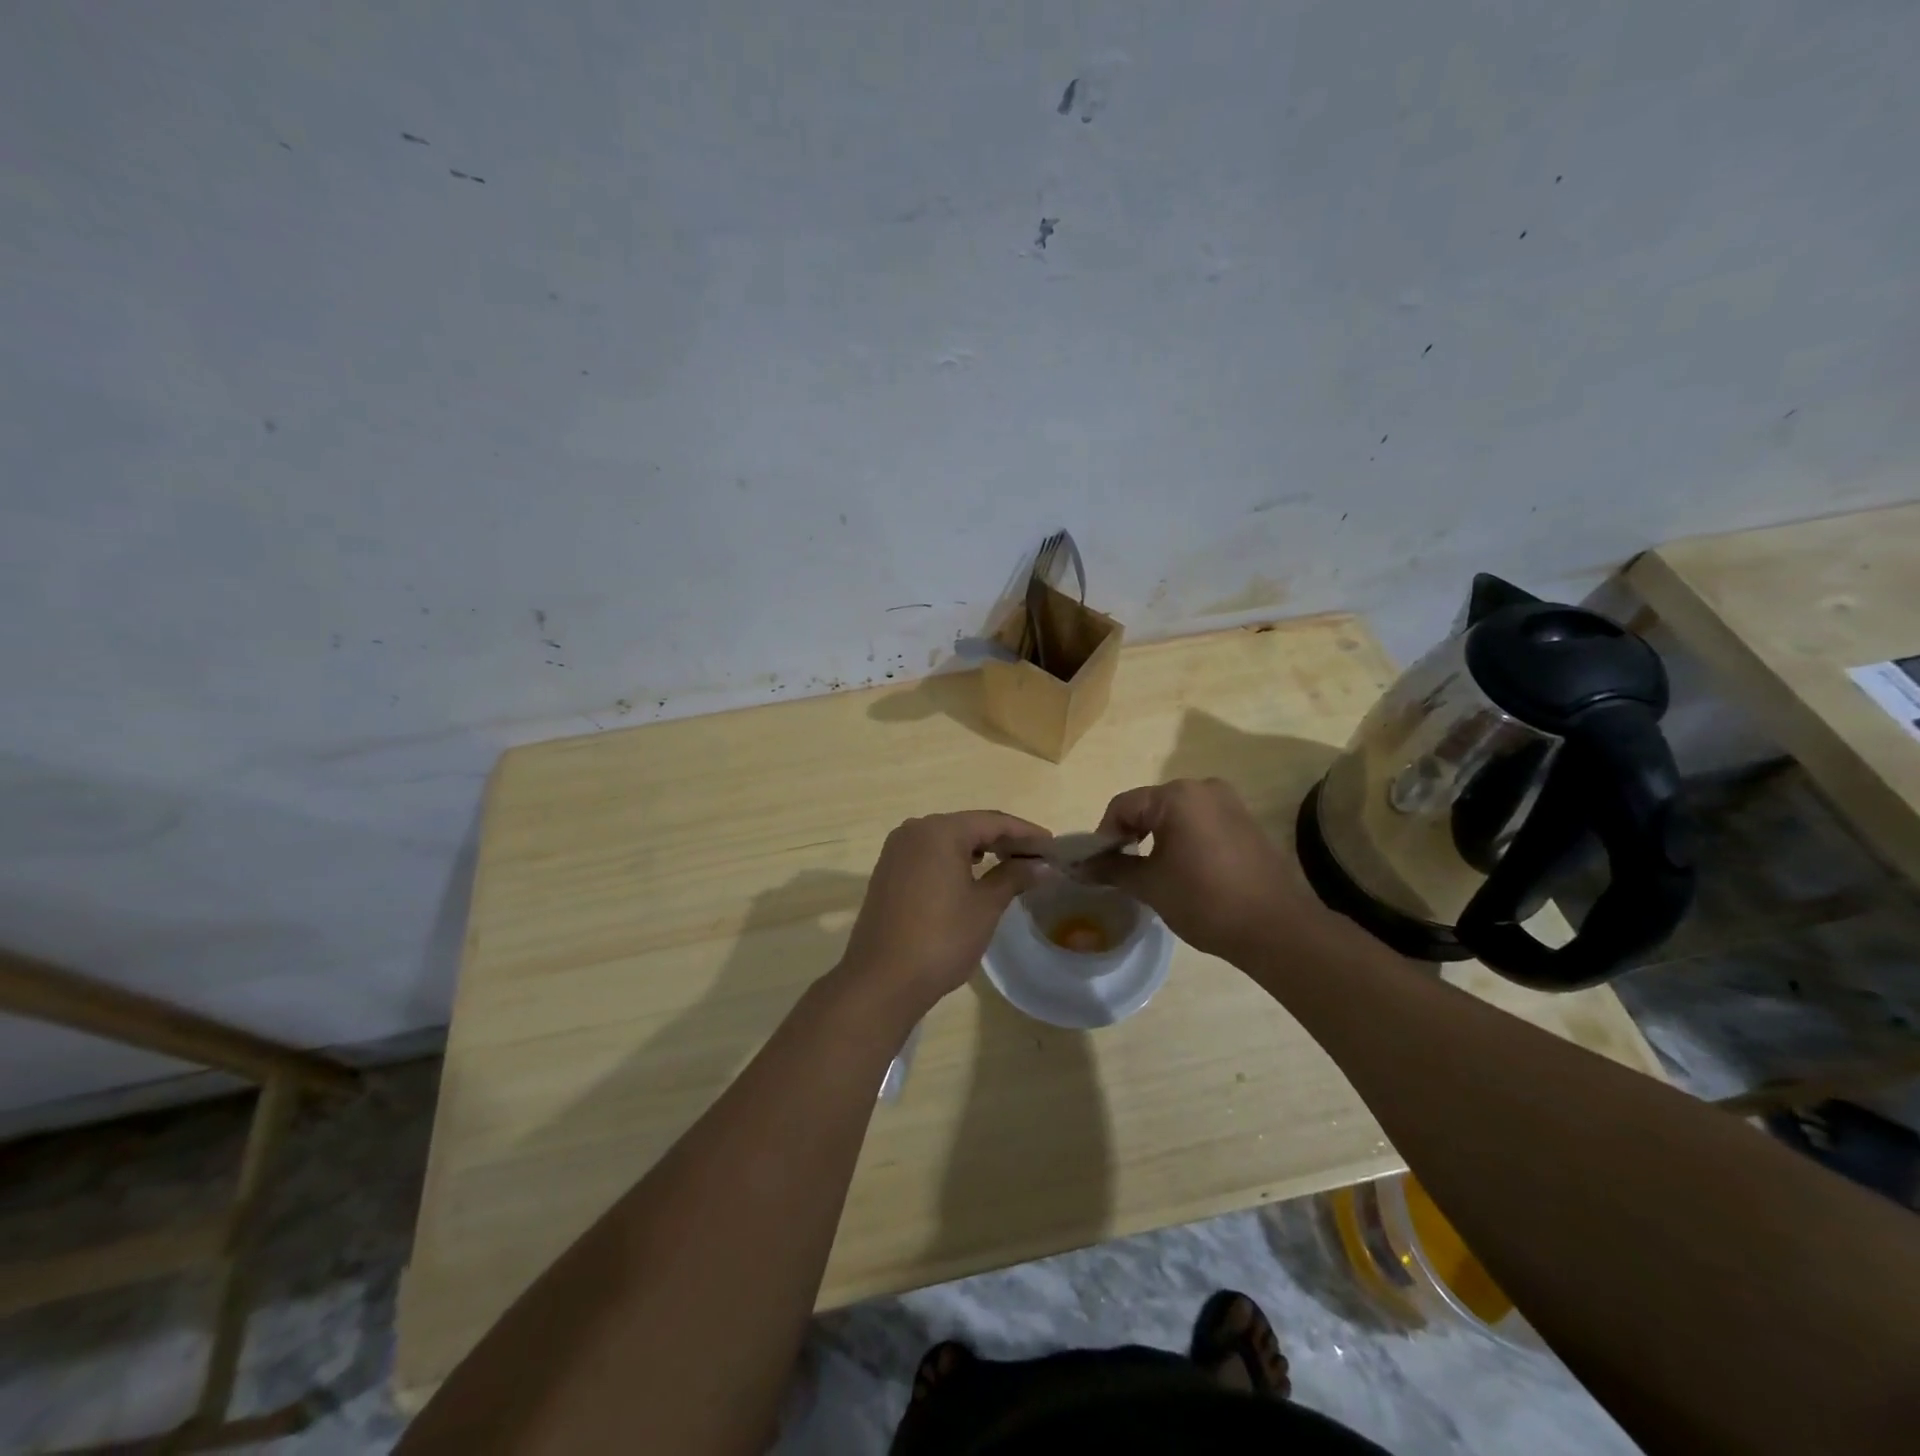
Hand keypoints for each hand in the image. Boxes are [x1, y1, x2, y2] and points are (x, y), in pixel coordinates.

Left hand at [840, 811, 1046, 1013]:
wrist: (881, 979)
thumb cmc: (941, 939)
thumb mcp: (985, 907)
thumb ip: (1014, 877)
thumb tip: (1042, 865)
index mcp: (939, 831)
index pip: (992, 822)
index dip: (1026, 832)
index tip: (1053, 845)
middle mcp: (914, 830)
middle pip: (968, 826)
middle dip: (1003, 840)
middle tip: (1036, 857)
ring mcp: (897, 850)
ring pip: (947, 839)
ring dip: (979, 849)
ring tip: (1010, 865)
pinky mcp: (888, 871)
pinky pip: (929, 854)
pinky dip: (955, 860)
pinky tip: (972, 875)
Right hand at [1084, 778, 1343, 962]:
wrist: (1276, 928)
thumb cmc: (1205, 900)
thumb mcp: (1149, 885)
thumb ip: (1111, 868)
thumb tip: (1077, 867)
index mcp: (1176, 796)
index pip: (1122, 806)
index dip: (1103, 836)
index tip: (1098, 866)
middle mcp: (1203, 787)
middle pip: (1148, 805)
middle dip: (1130, 834)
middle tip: (1121, 869)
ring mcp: (1229, 802)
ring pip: (1174, 814)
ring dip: (1156, 837)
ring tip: (1150, 871)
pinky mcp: (1244, 820)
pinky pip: (1200, 821)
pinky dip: (1182, 838)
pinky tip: (1183, 869)